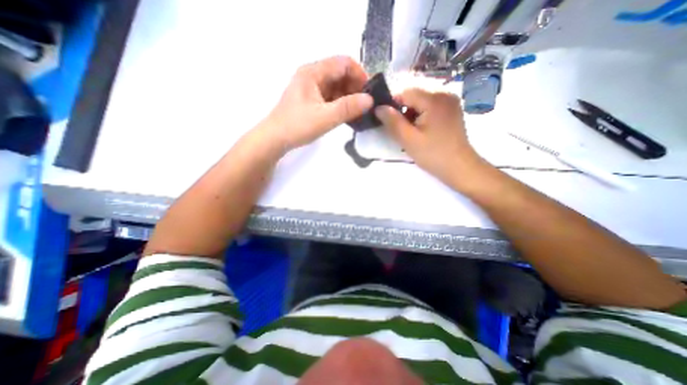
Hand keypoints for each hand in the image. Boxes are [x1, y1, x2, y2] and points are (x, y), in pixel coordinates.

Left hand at [260, 55, 373, 154]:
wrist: (275, 139)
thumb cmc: (297, 126)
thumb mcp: (325, 117)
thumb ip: (348, 108)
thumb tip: (370, 100)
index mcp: (313, 72)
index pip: (343, 63)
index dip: (359, 74)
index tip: (369, 92)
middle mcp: (312, 76)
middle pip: (340, 73)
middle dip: (355, 87)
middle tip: (365, 105)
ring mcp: (311, 88)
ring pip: (336, 86)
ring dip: (349, 97)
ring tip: (358, 112)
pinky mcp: (311, 100)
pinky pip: (330, 96)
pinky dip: (340, 103)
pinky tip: (347, 115)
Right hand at [375, 88, 481, 187]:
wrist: (459, 167)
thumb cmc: (433, 154)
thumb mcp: (408, 139)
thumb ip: (392, 121)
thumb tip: (379, 107)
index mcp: (434, 99)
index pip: (405, 92)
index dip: (392, 104)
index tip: (387, 120)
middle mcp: (444, 94)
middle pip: (414, 95)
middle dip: (403, 111)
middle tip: (400, 130)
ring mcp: (450, 101)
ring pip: (421, 101)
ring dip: (411, 114)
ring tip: (411, 132)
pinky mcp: (451, 109)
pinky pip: (430, 106)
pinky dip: (421, 115)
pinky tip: (421, 130)